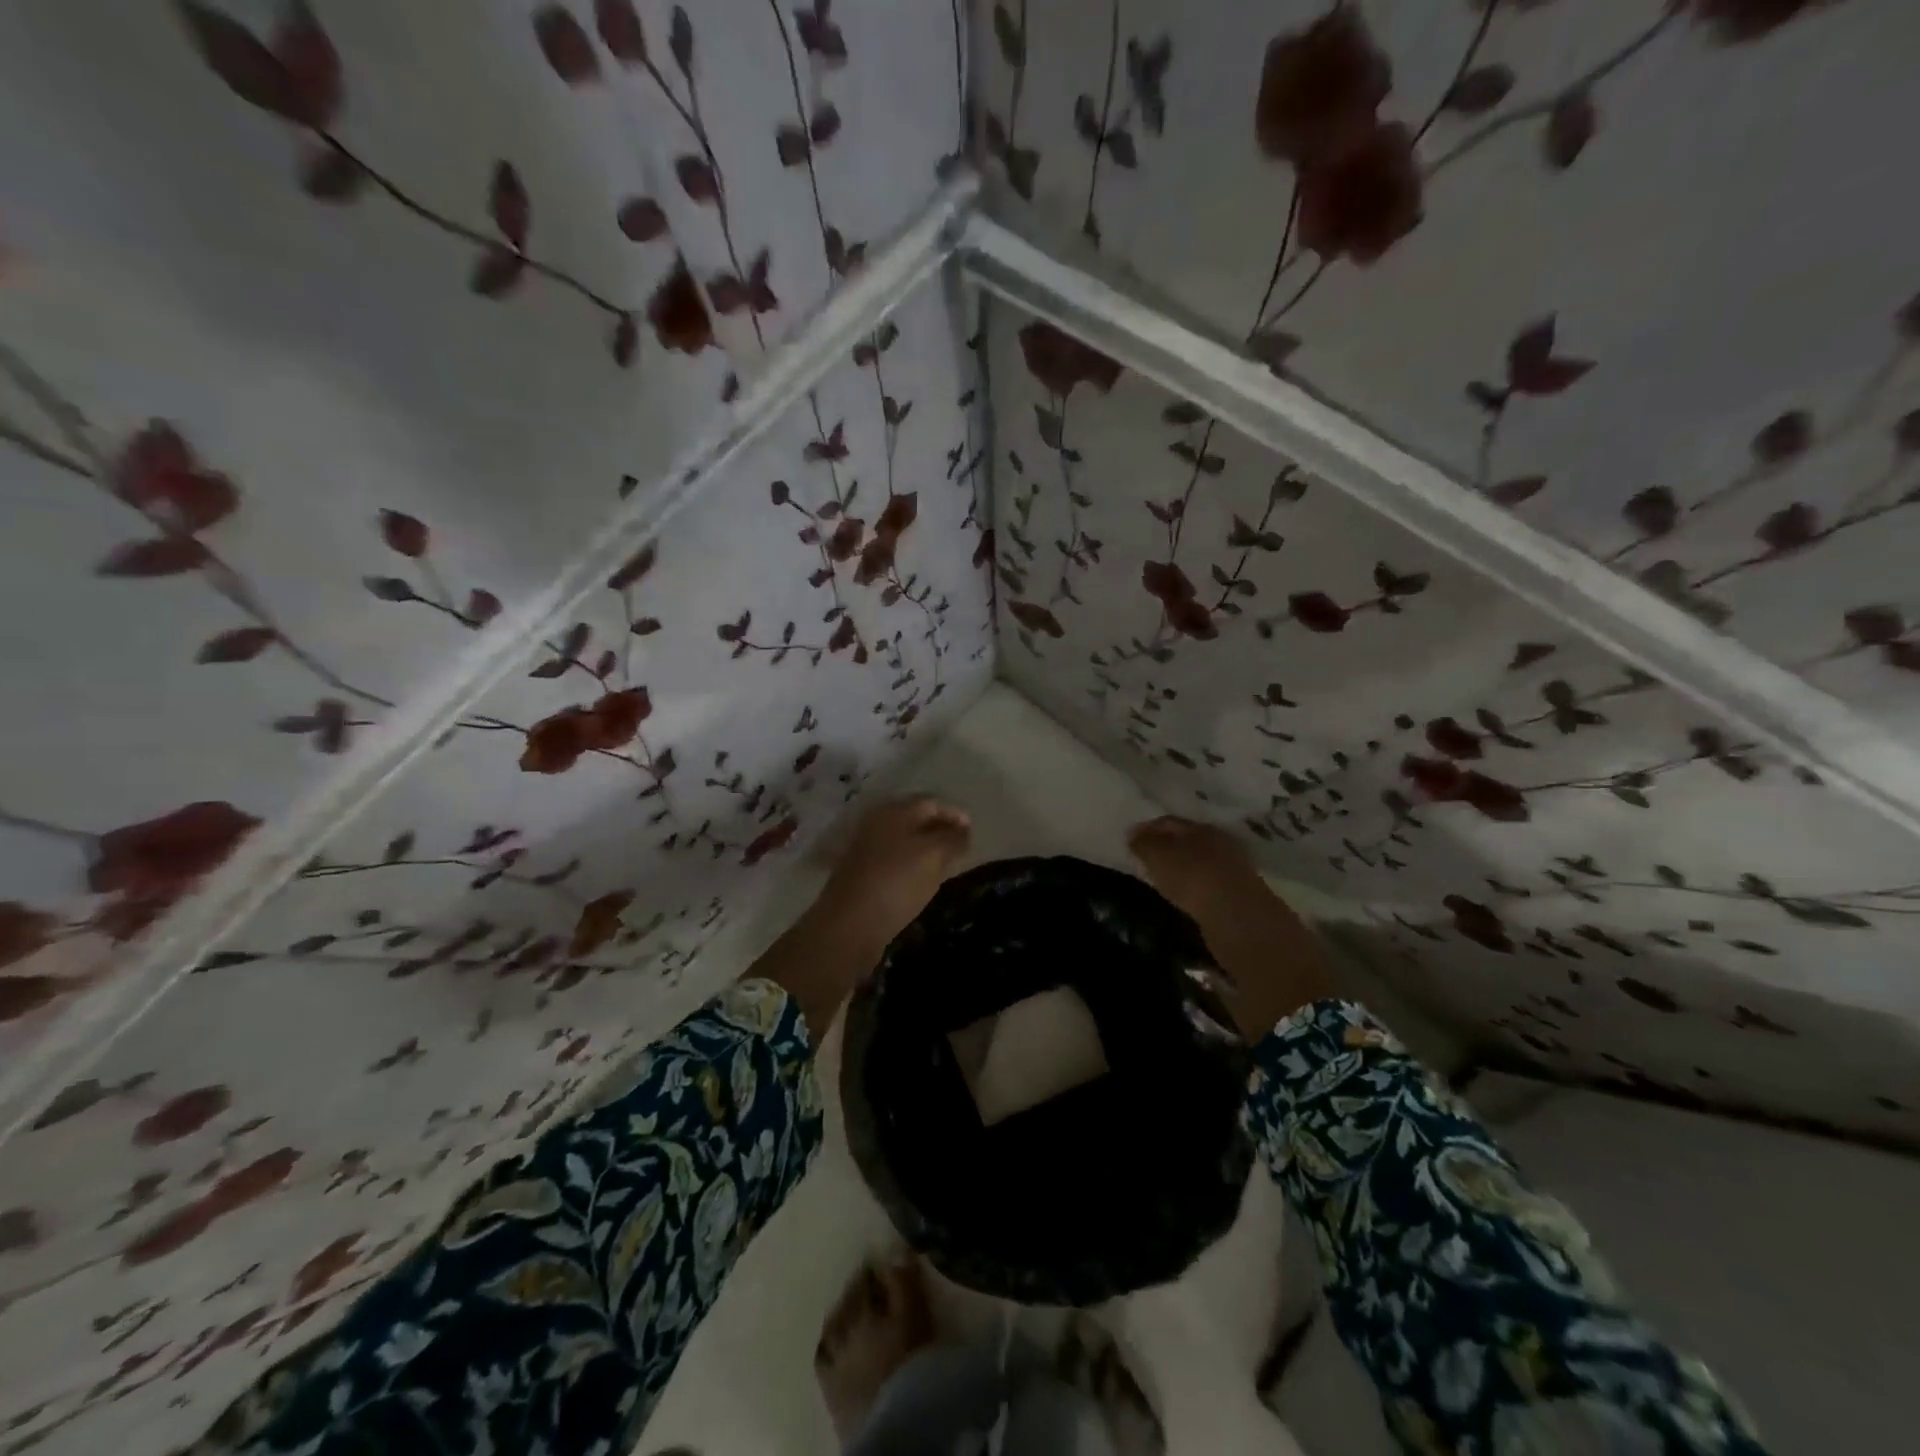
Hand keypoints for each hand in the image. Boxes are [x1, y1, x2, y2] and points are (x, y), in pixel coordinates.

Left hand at [751, 797, 970, 1039]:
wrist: (848, 926)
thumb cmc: (896, 882)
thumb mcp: (933, 856)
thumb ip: (952, 839)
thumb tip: (964, 830)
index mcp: (894, 812)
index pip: (931, 803)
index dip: (955, 814)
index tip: (974, 832)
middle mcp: (877, 825)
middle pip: (915, 820)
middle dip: (941, 830)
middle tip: (963, 848)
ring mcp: (866, 850)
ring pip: (904, 842)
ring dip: (926, 849)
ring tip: (947, 866)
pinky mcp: (862, 876)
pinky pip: (894, 863)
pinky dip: (912, 867)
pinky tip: (922, 883)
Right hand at [1128, 815, 1273, 926]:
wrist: (1237, 915)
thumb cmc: (1192, 877)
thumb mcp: (1158, 856)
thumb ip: (1144, 844)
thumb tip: (1133, 834)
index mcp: (1199, 827)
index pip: (1168, 821)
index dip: (1147, 828)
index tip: (1130, 839)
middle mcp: (1219, 842)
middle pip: (1187, 839)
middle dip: (1166, 845)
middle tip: (1146, 857)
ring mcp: (1232, 867)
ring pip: (1199, 860)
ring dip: (1181, 866)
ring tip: (1163, 877)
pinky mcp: (1238, 892)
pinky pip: (1208, 881)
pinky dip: (1193, 884)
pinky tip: (1185, 893)